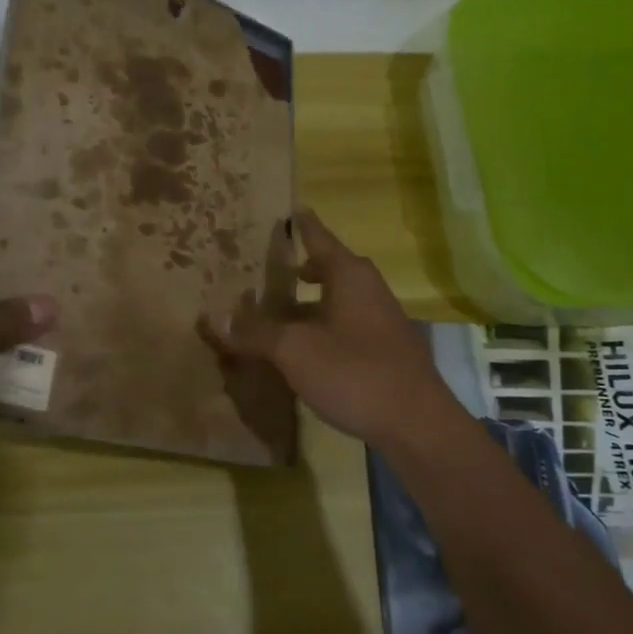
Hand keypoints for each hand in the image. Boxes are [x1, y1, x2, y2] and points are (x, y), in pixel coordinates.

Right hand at [206, 208, 458, 448]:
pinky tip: (304, 348)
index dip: (302, 225)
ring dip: (310, 302)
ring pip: (338, 300)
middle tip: (272, 266)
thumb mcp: (295, 351)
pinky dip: (322, 326)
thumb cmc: (354, 373)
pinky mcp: (385, 350)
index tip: (292, 208)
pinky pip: (346, 325)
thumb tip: (214, 317)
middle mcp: (369, 290)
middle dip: (303, 267)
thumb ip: (255, 333)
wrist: (417, 425)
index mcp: (349, 276)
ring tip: (278, 311)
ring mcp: (381, 321)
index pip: (319, 238)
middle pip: (331, 268)